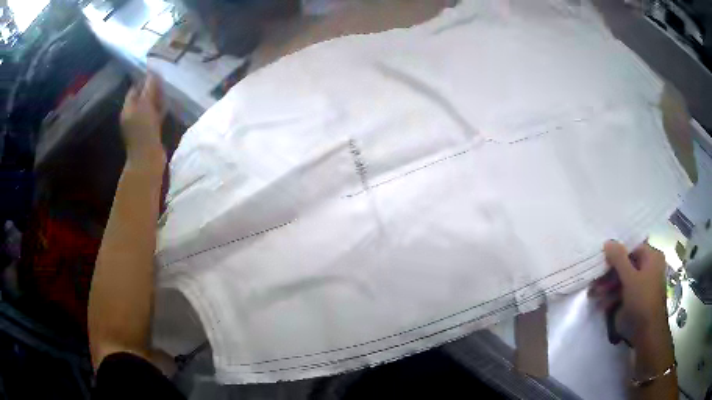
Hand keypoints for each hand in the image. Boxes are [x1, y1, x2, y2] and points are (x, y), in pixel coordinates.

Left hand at [120, 73, 165, 168]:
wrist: (148, 159)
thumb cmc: (144, 130)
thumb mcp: (145, 105)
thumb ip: (149, 88)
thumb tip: (153, 72)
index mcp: (128, 108)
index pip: (134, 90)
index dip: (144, 81)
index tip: (156, 74)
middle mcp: (132, 115)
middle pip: (142, 98)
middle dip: (151, 90)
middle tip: (163, 83)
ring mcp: (141, 125)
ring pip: (149, 107)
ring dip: (157, 100)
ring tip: (167, 93)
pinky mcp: (150, 133)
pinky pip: (155, 117)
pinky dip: (160, 111)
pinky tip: (167, 108)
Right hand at [590, 241, 668, 345]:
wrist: (646, 332)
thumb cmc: (642, 299)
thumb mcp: (630, 277)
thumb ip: (619, 259)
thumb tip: (607, 241)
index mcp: (652, 257)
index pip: (632, 248)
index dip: (617, 253)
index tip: (602, 260)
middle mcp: (648, 268)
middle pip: (626, 265)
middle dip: (609, 273)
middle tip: (595, 279)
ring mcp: (641, 285)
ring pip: (622, 280)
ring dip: (607, 287)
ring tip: (594, 294)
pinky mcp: (634, 300)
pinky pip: (622, 293)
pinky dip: (611, 297)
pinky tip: (601, 303)